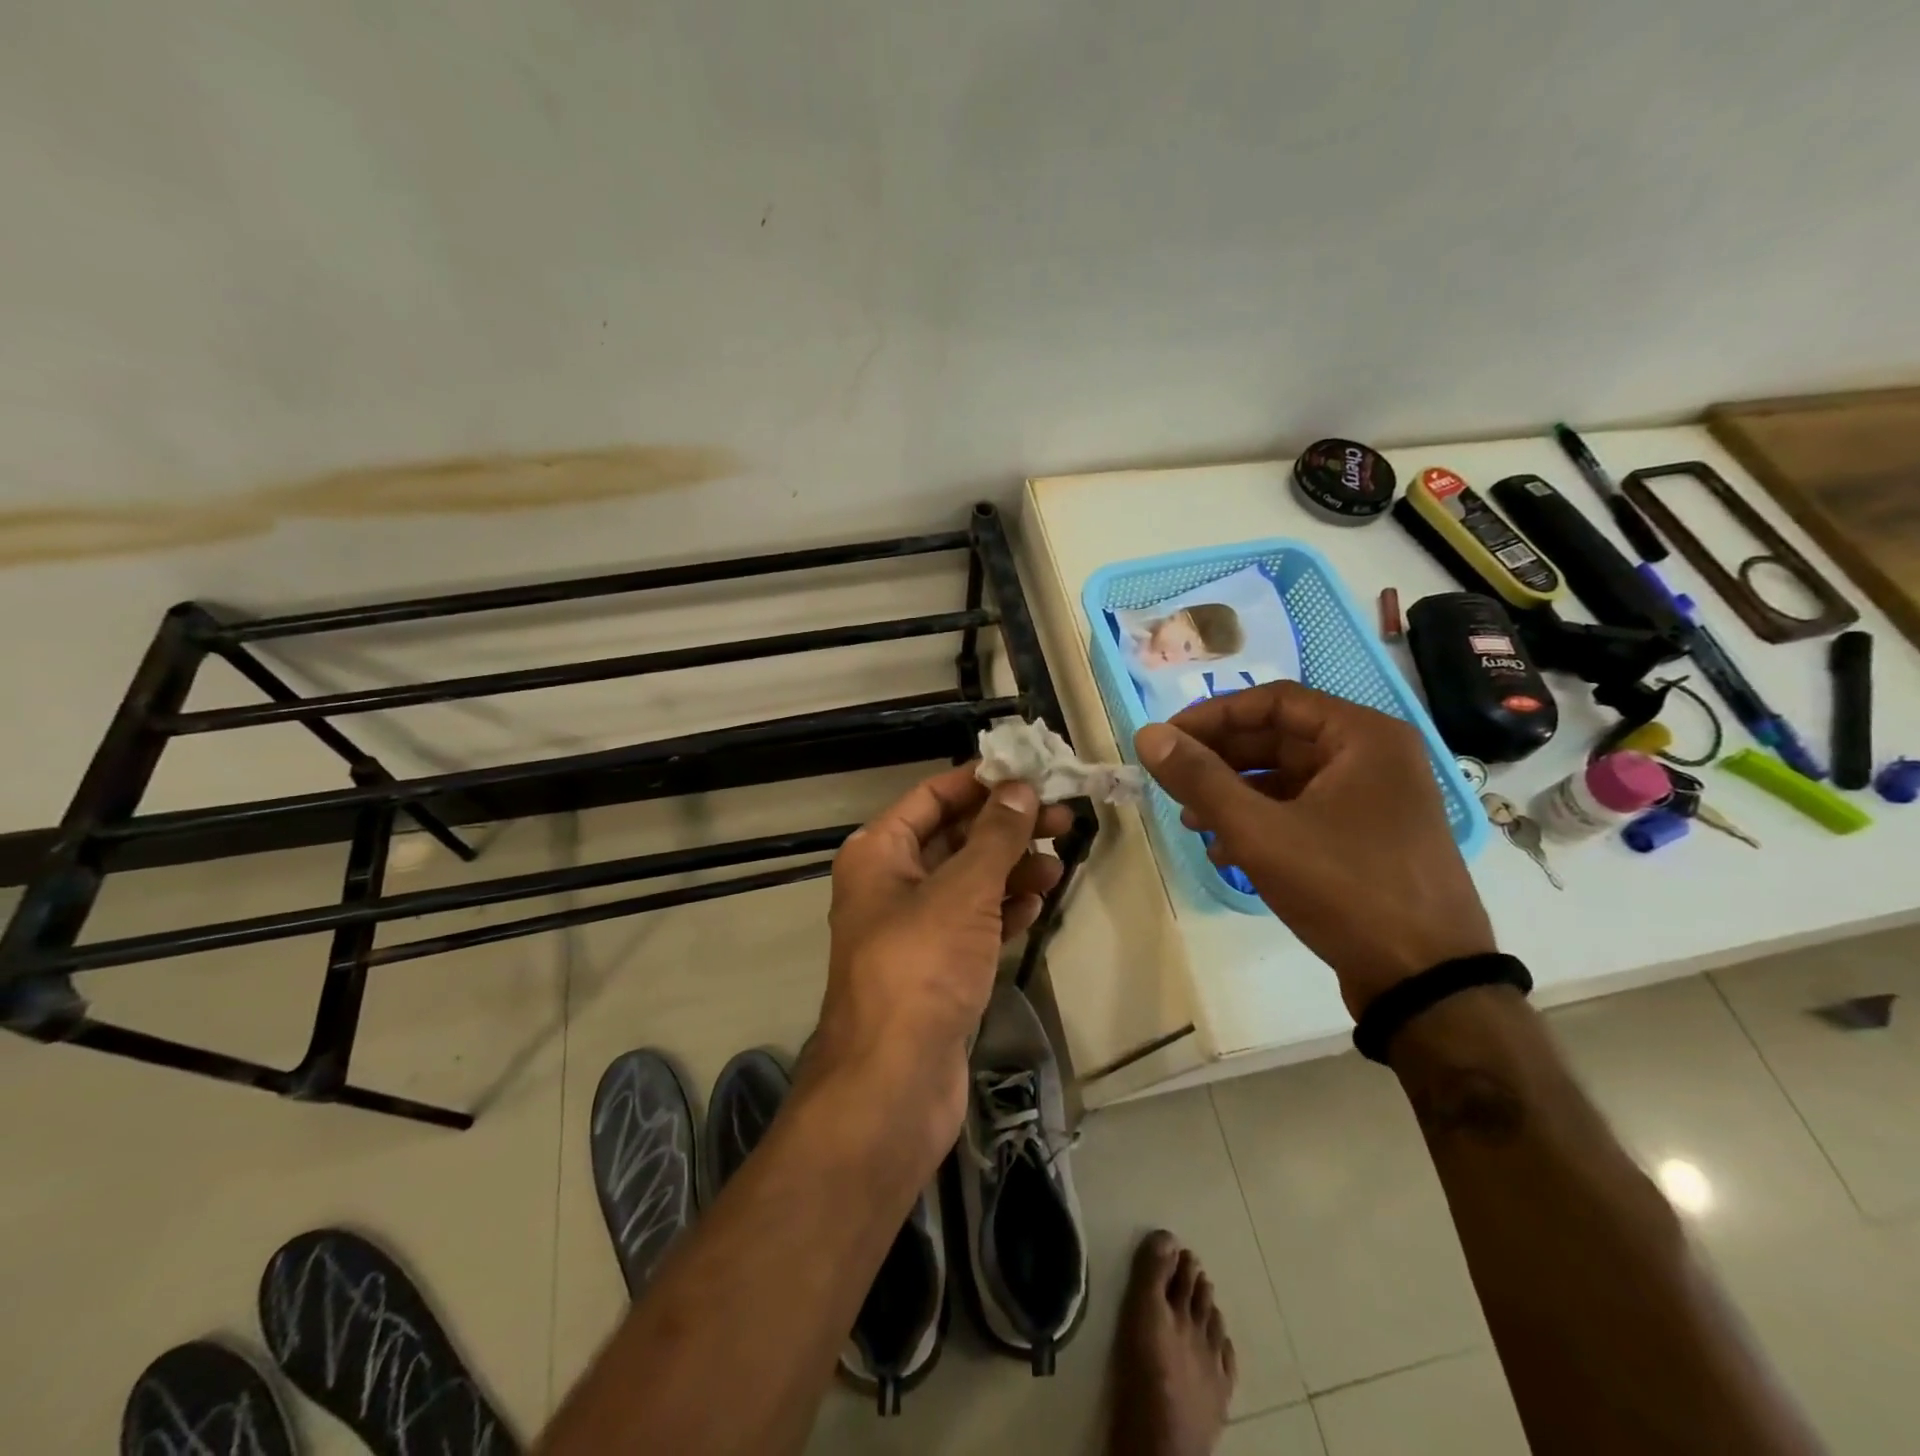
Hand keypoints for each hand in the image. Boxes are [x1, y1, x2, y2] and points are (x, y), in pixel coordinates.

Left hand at [814, 765, 1072, 1151]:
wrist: (893, 1083)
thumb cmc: (921, 967)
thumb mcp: (963, 890)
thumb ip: (995, 836)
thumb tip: (1021, 789)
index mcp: (879, 853)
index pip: (933, 796)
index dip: (981, 782)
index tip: (1033, 773)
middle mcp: (890, 884)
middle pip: (955, 838)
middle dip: (1006, 828)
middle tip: (1063, 819)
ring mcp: (913, 929)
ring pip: (969, 883)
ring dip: (1011, 870)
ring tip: (1059, 864)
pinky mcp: (936, 969)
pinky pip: (974, 924)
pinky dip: (1004, 911)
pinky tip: (1037, 906)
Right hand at [1135, 683, 1493, 1017]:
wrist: (1424, 981)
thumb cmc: (1344, 888)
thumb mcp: (1260, 830)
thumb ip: (1200, 778)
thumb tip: (1148, 735)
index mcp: (1363, 736)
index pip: (1274, 701)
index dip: (1213, 715)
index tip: (1167, 738)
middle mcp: (1375, 757)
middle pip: (1281, 738)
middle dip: (1221, 760)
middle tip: (1172, 780)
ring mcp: (1376, 800)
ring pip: (1289, 777)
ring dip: (1235, 793)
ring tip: (1191, 820)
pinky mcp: (1370, 837)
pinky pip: (1305, 810)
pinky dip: (1263, 821)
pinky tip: (1226, 850)